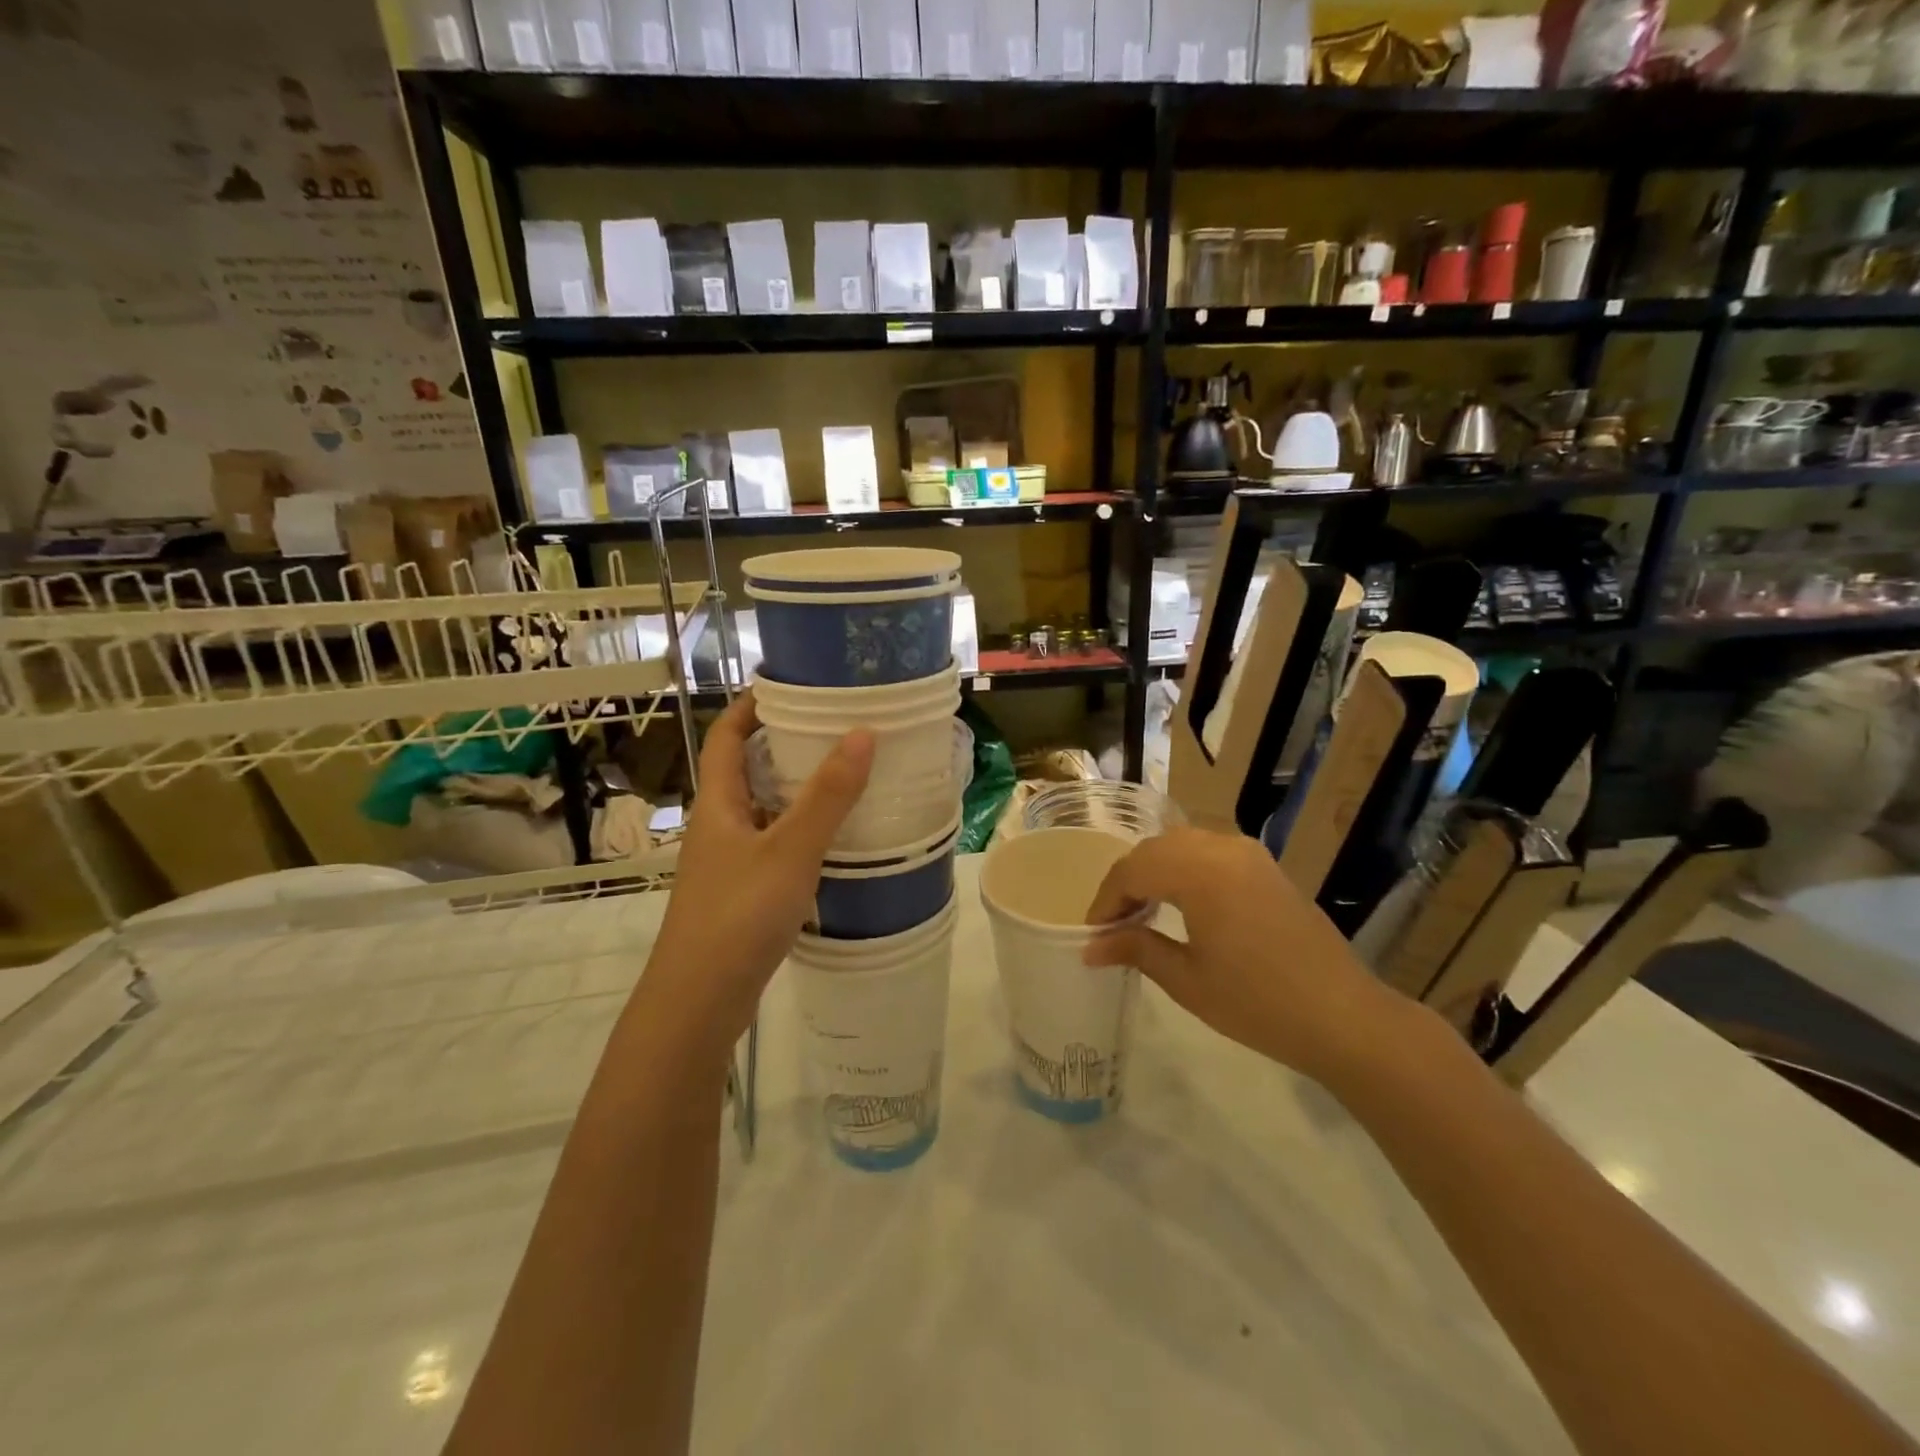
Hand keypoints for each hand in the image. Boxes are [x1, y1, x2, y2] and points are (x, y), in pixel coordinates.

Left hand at [643, 691, 873, 1052]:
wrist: (699, 1002)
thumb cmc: (738, 915)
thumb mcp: (789, 850)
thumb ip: (827, 795)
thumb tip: (862, 733)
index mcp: (718, 804)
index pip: (727, 736)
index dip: (750, 706)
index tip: (790, 685)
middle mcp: (718, 826)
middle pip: (746, 771)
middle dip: (784, 745)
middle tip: (835, 728)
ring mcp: (728, 863)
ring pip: (762, 811)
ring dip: (795, 791)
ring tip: (845, 776)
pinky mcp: (742, 894)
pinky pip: (773, 846)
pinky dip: (800, 832)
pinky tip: (834, 840)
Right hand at [1082, 827, 1402, 1085]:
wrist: (1344, 1017)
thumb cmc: (1258, 1003)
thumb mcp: (1187, 980)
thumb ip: (1136, 949)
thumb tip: (1090, 946)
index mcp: (1200, 872)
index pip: (1133, 870)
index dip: (1106, 899)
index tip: (1092, 931)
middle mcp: (1223, 848)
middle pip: (1155, 849)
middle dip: (1127, 881)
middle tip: (1113, 922)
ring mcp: (1249, 854)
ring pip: (1182, 845)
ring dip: (1155, 871)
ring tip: (1143, 912)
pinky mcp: (1266, 867)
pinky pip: (1210, 852)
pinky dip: (1184, 869)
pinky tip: (1182, 904)